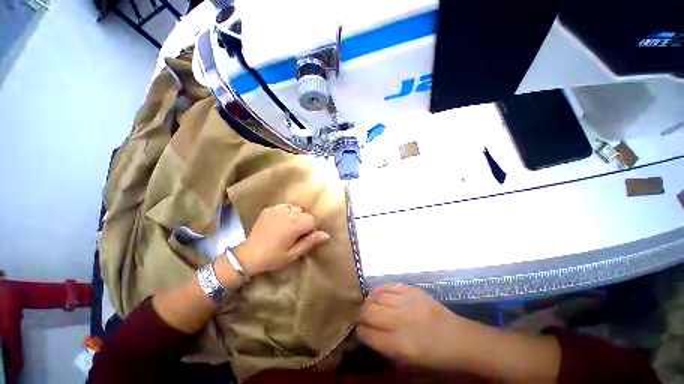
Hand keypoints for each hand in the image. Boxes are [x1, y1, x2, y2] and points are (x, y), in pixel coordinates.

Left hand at [235, 204, 329, 275]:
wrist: (249, 255)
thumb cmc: (273, 257)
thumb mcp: (293, 254)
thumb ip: (310, 242)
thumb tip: (326, 234)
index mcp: (294, 226)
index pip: (312, 220)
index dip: (311, 229)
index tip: (303, 238)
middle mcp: (287, 214)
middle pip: (305, 214)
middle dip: (304, 223)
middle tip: (295, 235)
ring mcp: (277, 210)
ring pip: (296, 209)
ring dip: (296, 217)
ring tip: (288, 228)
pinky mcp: (270, 209)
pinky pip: (285, 207)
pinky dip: (286, 213)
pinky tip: (280, 222)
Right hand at [356, 284, 471, 369]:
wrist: (459, 339)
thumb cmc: (435, 359)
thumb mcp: (409, 366)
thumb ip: (385, 351)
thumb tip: (367, 336)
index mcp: (399, 345)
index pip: (367, 333)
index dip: (359, 332)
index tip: (358, 332)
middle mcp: (400, 320)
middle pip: (368, 311)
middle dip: (360, 315)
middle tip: (361, 319)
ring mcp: (406, 302)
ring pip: (376, 297)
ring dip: (369, 302)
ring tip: (370, 306)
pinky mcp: (411, 290)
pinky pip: (388, 286)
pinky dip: (379, 291)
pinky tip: (379, 296)